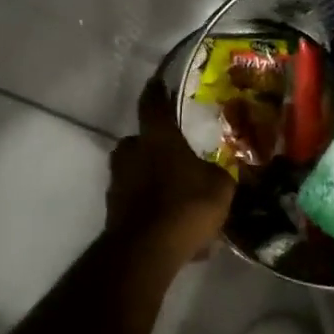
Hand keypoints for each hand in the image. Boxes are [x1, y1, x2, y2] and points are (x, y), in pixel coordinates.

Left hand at [105, 80, 235, 266]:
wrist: (146, 251)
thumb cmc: (185, 205)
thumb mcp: (220, 186)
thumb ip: (218, 173)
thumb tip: (218, 172)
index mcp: (156, 137)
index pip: (152, 102)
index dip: (156, 91)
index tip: (158, 82)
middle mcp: (131, 153)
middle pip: (141, 141)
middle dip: (157, 148)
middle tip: (178, 157)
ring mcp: (117, 182)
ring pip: (138, 173)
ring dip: (155, 181)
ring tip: (181, 199)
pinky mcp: (113, 211)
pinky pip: (139, 203)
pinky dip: (154, 209)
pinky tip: (175, 228)